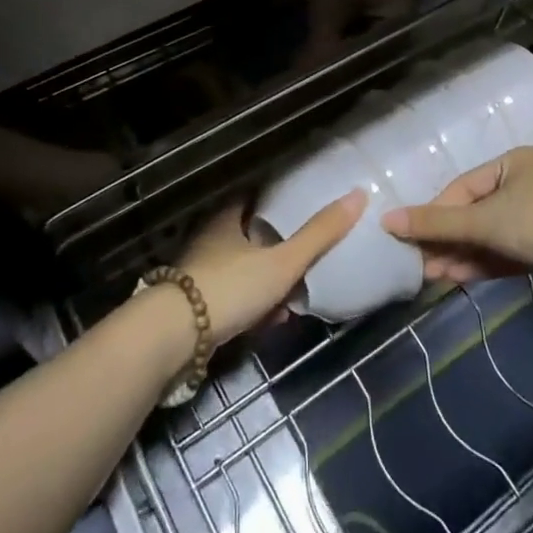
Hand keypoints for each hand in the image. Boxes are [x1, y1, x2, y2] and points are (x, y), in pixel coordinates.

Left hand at [178, 190, 366, 346]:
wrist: (174, 338)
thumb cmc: (230, 287)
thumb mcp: (282, 262)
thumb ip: (319, 234)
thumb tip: (358, 195)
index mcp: (227, 219)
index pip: (255, 198)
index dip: (279, 201)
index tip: (303, 206)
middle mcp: (211, 241)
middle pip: (252, 237)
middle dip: (281, 251)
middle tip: (307, 261)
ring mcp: (202, 274)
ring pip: (245, 271)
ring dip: (270, 284)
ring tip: (294, 300)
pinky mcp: (197, 307)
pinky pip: (235, 299)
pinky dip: (255, 307)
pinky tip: (271, 322)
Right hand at [382, 147, 532, 288]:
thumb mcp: (483, 221)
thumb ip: (436, 224)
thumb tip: (386, 221)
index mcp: (512, 162)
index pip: (462, 187)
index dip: (435, 213)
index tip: (408, 236)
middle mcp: (525, 183)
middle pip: (474, 212)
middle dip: (447, 239)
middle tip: (418, 262)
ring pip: (489, 235)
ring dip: (461, 254)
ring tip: (431, 275)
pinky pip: (506, 251)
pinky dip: (483, 262)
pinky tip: (457, 277)